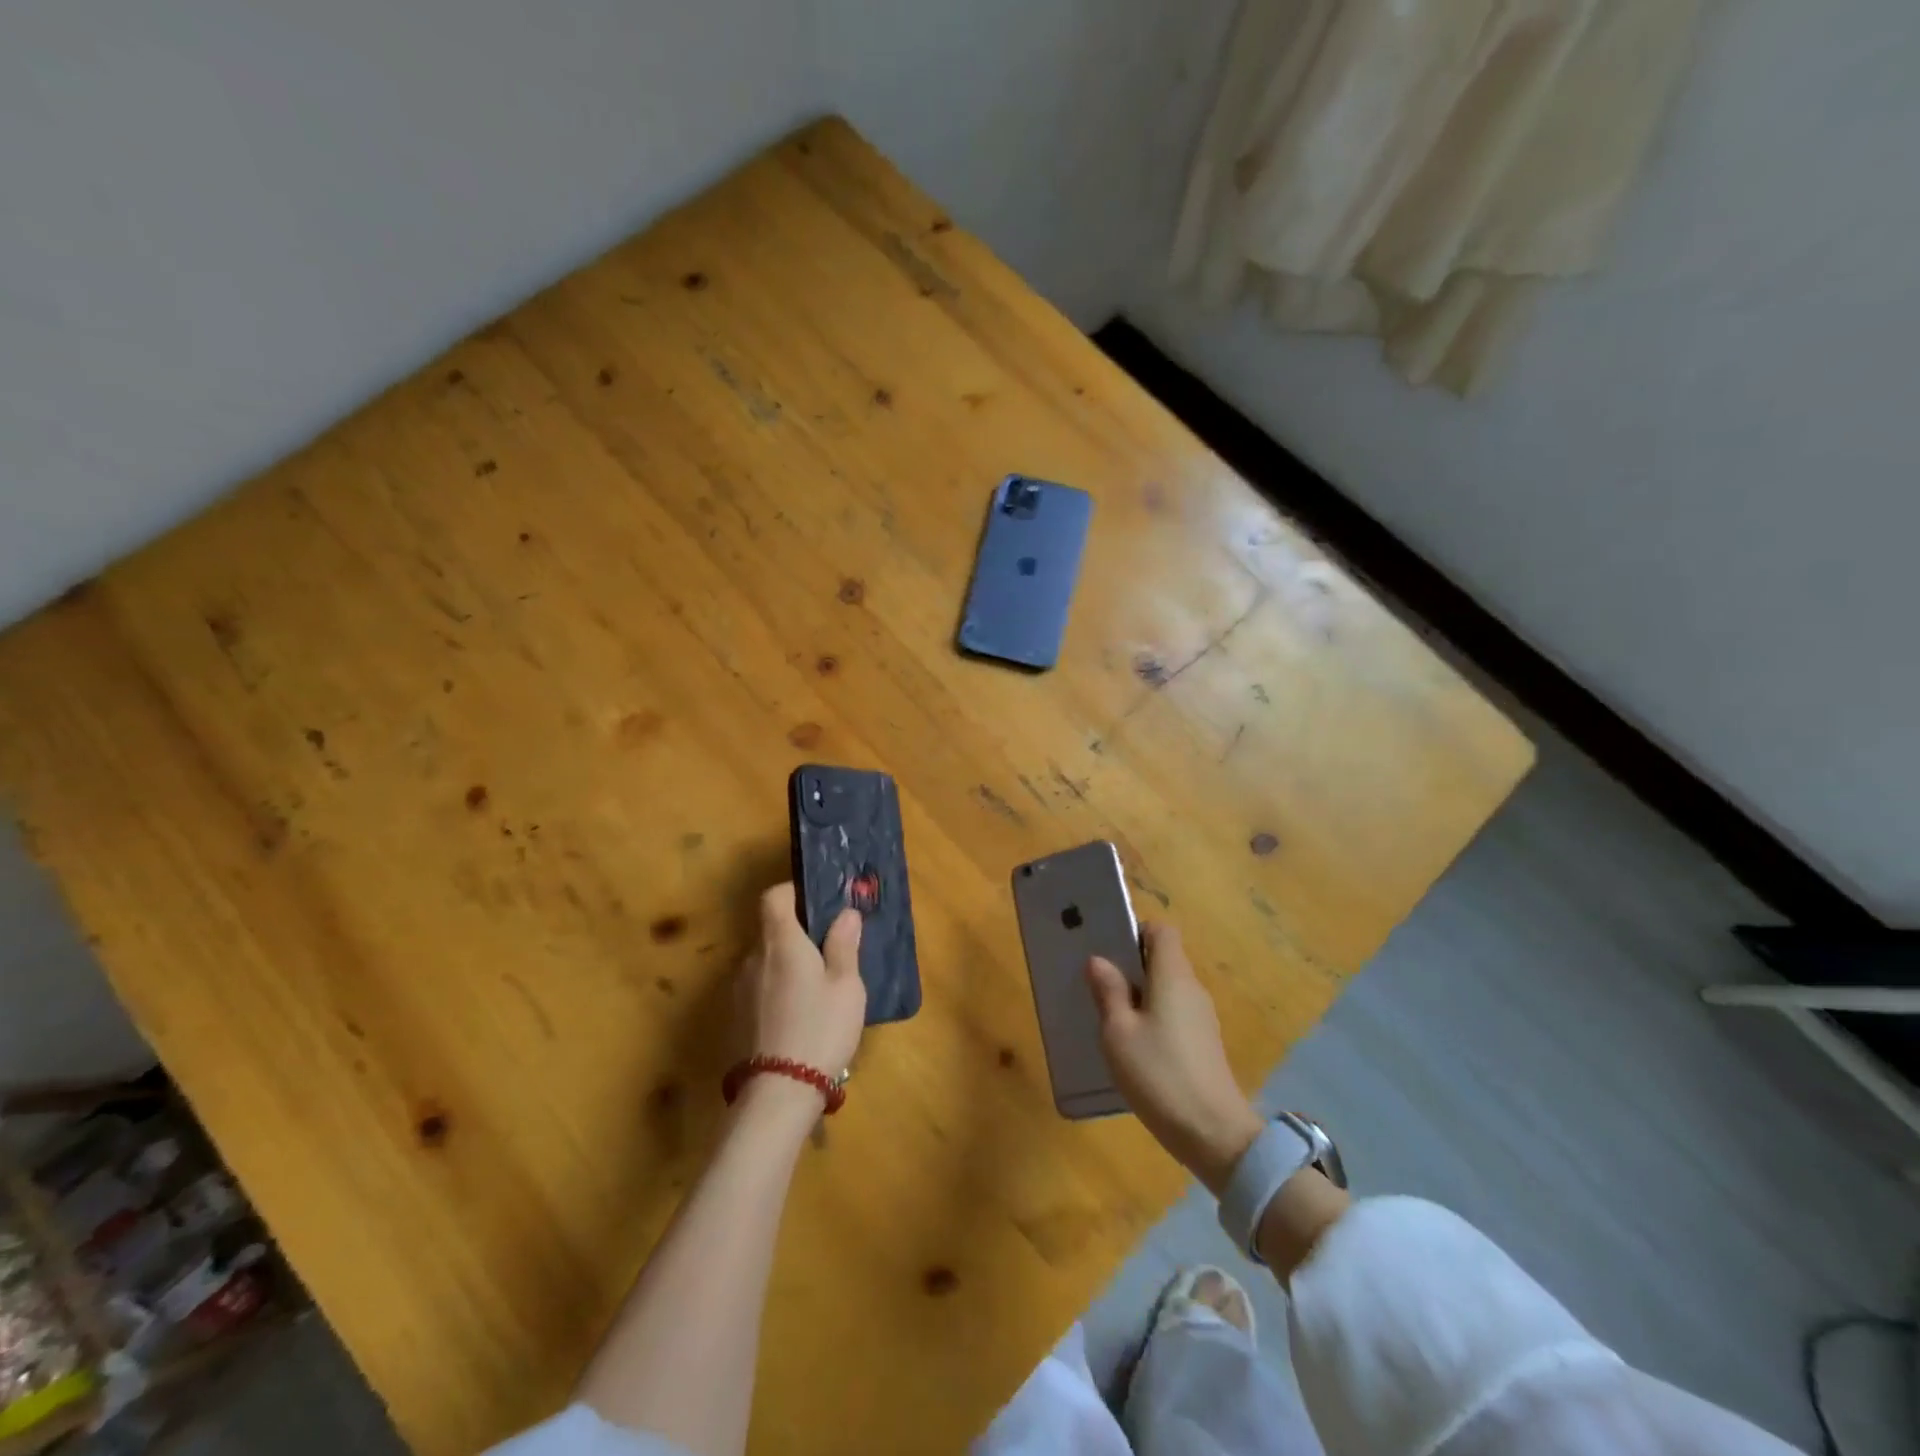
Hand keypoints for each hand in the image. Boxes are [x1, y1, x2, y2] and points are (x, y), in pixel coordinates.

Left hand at [736, 883, 865, 1087]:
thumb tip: (845, 913)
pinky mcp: (735, 1019)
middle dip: (797, 935)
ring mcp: (738, 990)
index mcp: (780, 941)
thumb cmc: (820, 1028)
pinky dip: (776, 991)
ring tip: (816, 991)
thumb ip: (844, 945)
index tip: (816, 904)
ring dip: (786, 967)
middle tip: (828, 953)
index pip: (773, 897)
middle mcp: (752, 958)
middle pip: (770, 931)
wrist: (778, 1093)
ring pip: (765, 963)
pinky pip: (758, 989)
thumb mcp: (846, 986)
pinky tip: (798, 1017)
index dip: (792, 893)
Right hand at [1087, 923, 1263, 1194]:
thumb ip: (1109, 992)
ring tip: (1111, 1017)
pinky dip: (1154, 1018)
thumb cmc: (1159, 1073)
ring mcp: (1202, 1018)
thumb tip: (1098, 961)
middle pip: (1164, 959)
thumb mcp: (1119, 1032)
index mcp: (1173, 976)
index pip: (1162, 931)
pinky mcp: (1204, 1043)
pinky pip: (1175, 1014)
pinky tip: (1134, 1046)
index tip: (1110, 951)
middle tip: (1100, 985)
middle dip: (1132, 966)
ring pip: (1168, 989)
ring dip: (1141, 995)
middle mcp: (1192, 989)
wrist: (1213, 1133)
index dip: (1136, 933)